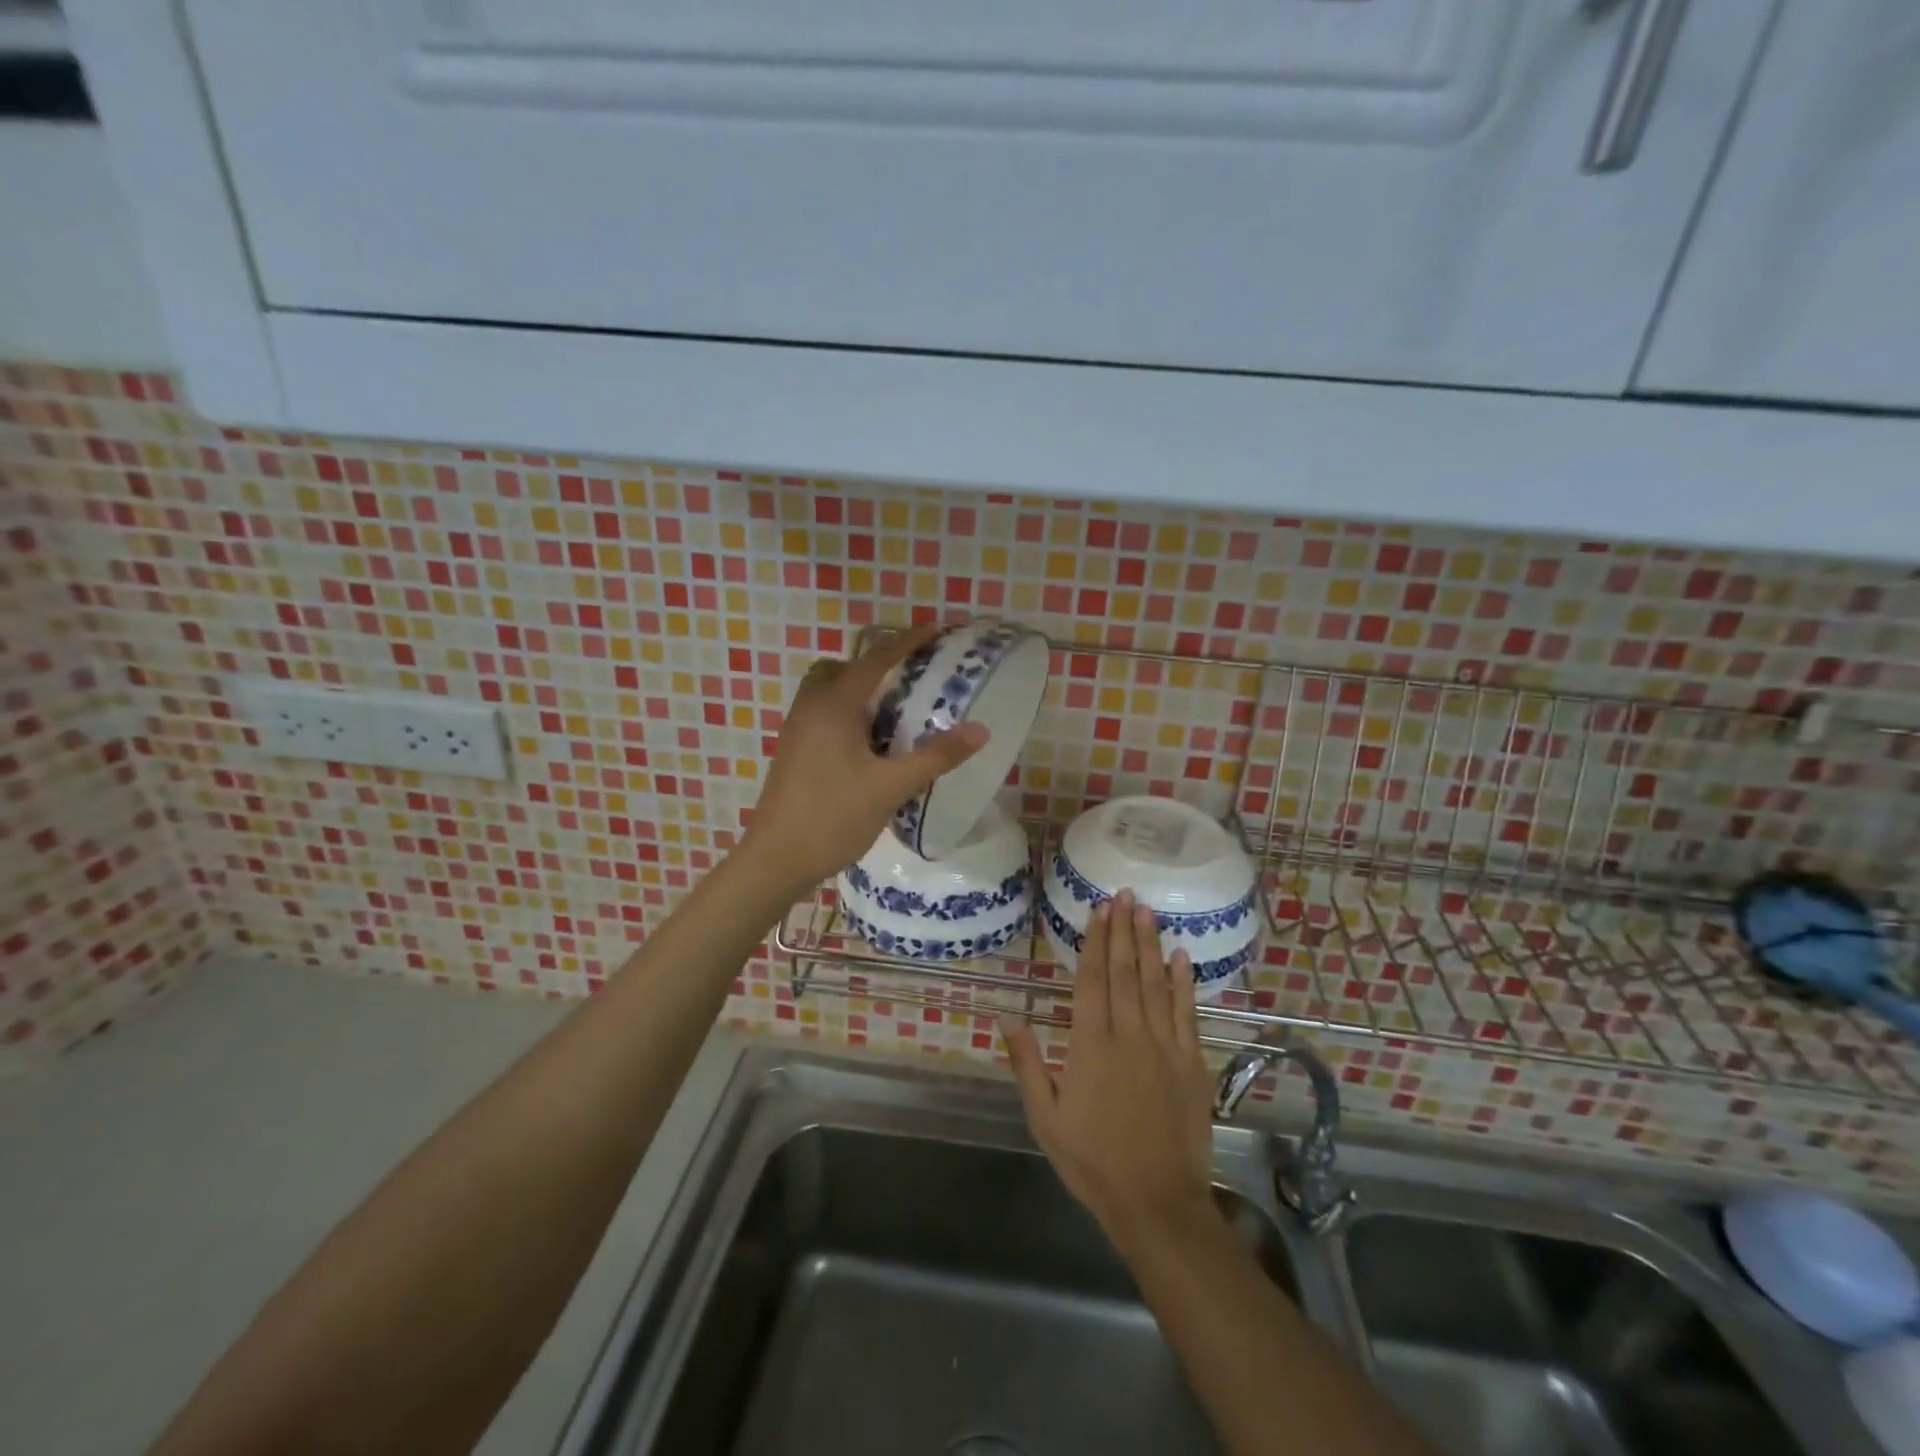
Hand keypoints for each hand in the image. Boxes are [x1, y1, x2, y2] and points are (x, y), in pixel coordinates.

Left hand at [739, 624, 987, 896]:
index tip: (935, 628)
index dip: (907, 641)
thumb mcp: (890, 787)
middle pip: (842, 668)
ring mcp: (796, 731)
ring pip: (827, 692)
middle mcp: (810, 708)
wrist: (776, 860)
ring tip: (893, 712)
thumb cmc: (833, 817)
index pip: (875, 659)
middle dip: (875, 665)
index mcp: (834, 706)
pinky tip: (869, 745)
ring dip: (858, 690)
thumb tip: (980, 730)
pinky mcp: (792, 753)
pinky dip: (846, 713)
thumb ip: (936, 756)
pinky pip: (821, 714)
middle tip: (909, 678)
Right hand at [1002, 891, 1220, 1255]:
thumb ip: (1027, 1063)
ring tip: (1147, 912)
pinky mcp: (1192, 1063)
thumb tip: (1006, 1016)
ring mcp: (1164, 1046)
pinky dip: (1185, 983)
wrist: (1156, 1202)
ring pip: (1156, 984)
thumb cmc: (1093, 1160)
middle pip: (1124, 971)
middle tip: (1124, 895)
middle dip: (1123, 930)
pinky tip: (1182, 957)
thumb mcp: (1045, 1117)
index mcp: (1090, 1044)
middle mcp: (1129, 1034)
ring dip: (1150, 945)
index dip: (1094, 941)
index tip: (1098, 910)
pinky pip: (1187, 1013)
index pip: (1092, 979)